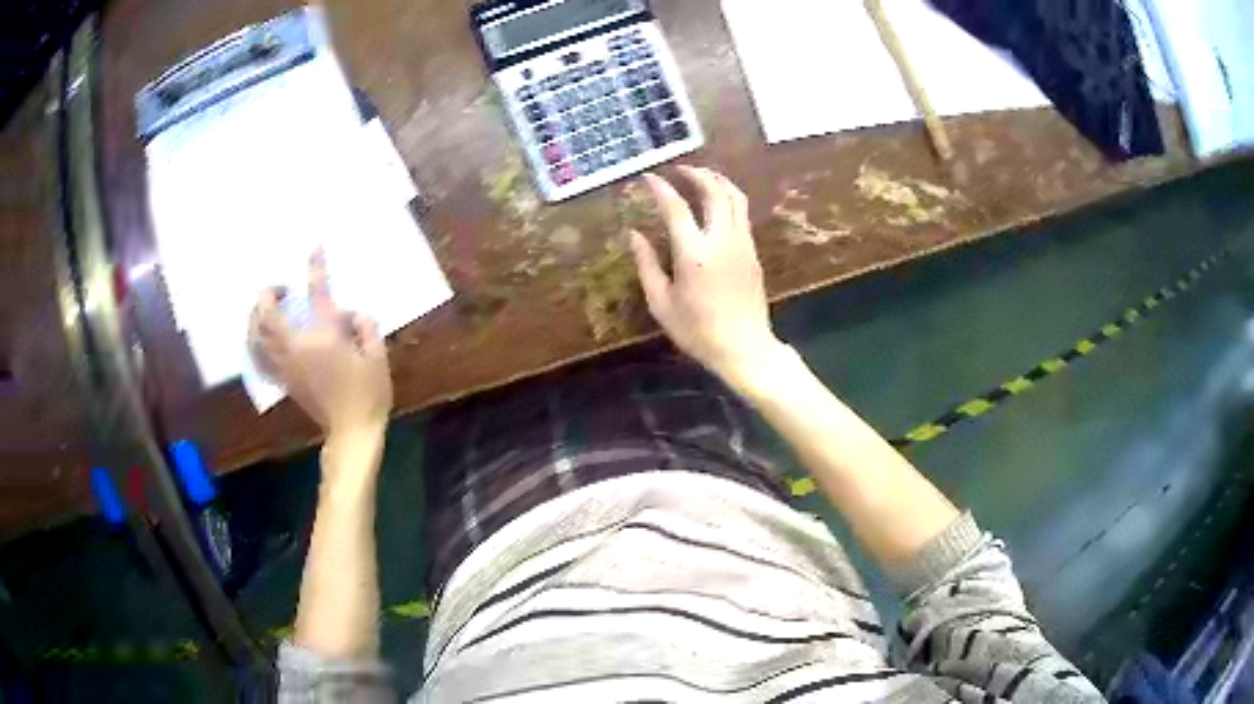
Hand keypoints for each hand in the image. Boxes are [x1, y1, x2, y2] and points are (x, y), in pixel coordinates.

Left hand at [249, 251, 392, 440]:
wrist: (352, 431)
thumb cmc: (368, 393)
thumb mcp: (377, 355)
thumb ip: (365, 325)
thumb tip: (350, 314)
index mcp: (322, 337)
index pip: (317, 293)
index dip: (315, 268)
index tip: (315, 248)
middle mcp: (296, 347)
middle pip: (267, 314)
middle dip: (268, 294)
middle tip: (280, 288)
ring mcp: (285, 365)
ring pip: (256, 335)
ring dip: (256, 316)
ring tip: (265, 308)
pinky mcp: (283, 379)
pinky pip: (258, 357)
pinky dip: (254, 343)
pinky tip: (259, 338)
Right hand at [630, 167, 785, 389]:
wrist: (744, 348)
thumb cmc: (698, 331)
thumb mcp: (661, 303)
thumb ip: (647, 264)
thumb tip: (634, 234)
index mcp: (694, 254)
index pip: (676, 207)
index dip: (660, 188)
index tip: (648, 177)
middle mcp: (722, 240)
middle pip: (714, 191)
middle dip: (695, 173)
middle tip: (678, 169)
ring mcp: (742, 243)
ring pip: (735, 196)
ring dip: (716, 180)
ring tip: (700, 176)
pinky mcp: (753, 251)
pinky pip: (742, 212)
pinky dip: (728, 197)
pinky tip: (716, 201)